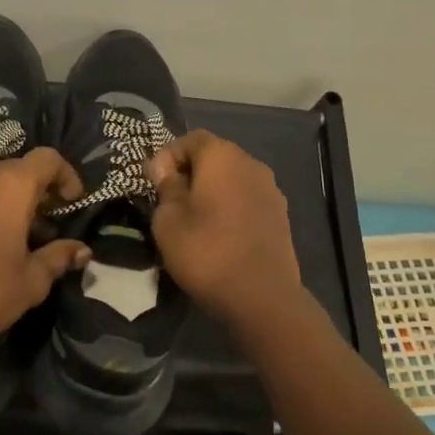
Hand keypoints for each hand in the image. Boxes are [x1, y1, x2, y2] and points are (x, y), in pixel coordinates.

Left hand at [0, 132, 90, 350]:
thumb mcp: (31, 282)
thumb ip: (58, 258)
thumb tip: (83, 251)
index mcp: (15, 188)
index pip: (49, 161)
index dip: (66, 176)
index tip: (71, 200)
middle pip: (20, 168)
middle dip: (37, 188)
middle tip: (42, 221)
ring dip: (5, 184)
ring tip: (8, 210)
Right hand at [145, 130, 302, 320]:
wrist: (262, 296)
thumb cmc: (206, 251)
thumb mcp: (168, 220)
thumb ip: (165, 187)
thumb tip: (164, 168)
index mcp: (222, 156)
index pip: (191, 138)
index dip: (168, 156)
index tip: (153, 182)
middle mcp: (251, 163)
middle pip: (215, 157)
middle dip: (191, 173)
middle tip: (170, 201)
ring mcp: (271, 190)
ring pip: (233, 180)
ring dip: (213, 192)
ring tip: (194, 220)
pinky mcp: (280, 216)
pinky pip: (248, 200)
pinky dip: (231, 208)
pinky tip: (219, 235)